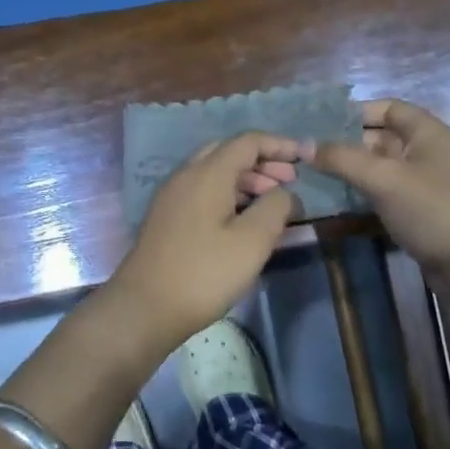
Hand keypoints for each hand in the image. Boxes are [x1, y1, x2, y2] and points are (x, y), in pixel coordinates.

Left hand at [107, 132, 304, 346]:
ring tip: (272, 201)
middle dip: (263, 161)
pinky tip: (242, 218)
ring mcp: (173, 195)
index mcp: (208, 173)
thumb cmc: (204, 273)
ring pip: (214, 171)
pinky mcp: (167, 216)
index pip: (248, 142)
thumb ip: (275, 208)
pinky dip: (228, 192)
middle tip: (290, 181)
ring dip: (246, 178)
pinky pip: (203, 189)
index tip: (305, 157)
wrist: (144, 307)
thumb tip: (285, 193)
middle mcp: (186, 174)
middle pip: (229, 152)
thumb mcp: (252, 242)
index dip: (279, 145)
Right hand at [312, 99, 449, 294]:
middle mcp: (423, 151)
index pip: (385, 108)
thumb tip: (303, 145)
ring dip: (347, 168)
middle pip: (377, 136)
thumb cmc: (433, 210)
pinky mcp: (414, 209)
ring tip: (308, 171)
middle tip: (304, 149)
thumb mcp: (385, 179)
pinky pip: (380, 190)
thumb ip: (342, 158)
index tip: (318, 122)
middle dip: (343, 141)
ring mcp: (419, 182)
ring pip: (376, 166)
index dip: (353, 111)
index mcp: (425, 132)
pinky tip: (330, 196)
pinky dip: (358, 190)